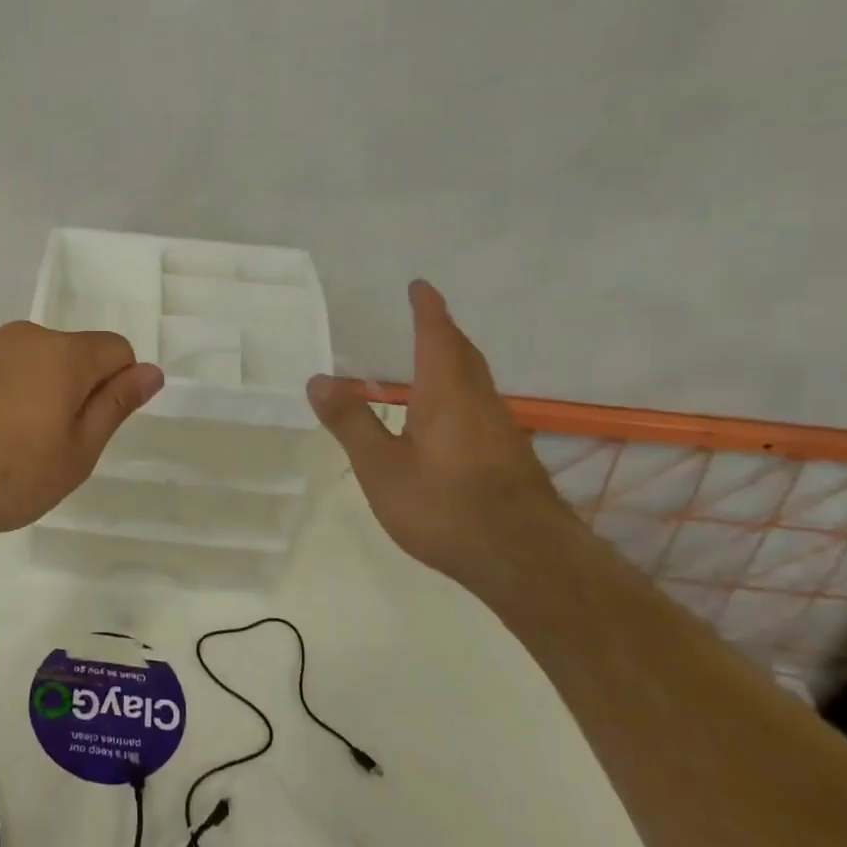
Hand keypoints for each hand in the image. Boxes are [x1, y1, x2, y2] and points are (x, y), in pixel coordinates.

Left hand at [0, 321, 164, 553]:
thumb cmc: (9, 475)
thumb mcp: (78, 452)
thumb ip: (116, 404)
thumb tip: (151, 371)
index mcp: (63, 353)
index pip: (116, 349)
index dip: (116, 386)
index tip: (92, 426)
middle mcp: (23, 336)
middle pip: (70, 352)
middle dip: (73, 387)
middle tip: (51, 442)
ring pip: (29, 360)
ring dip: (33, 388)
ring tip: (9, 441)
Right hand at [307, 280, 573, 586]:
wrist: (526, 561)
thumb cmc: (446, 506)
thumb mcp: (382, 467)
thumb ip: (351, 422)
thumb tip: (319, 379)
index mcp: (447, 392)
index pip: (436, 336)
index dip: (427, 309)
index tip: (419, 286)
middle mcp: (478, 401)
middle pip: (463, 354)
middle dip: (443, 331)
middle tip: (424, 318)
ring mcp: (500, 430)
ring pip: (475, 382)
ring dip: (454, 363)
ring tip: (429, 363)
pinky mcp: (510, 458)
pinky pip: (479, 407)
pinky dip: (459, 395)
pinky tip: (445, 421)